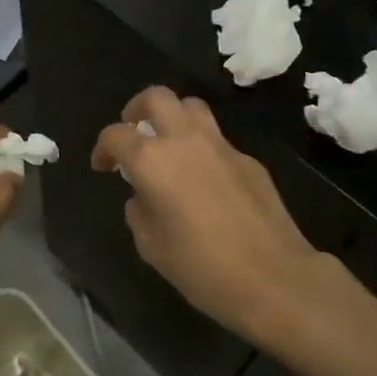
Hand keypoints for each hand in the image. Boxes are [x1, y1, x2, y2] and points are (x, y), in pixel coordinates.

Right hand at [91, 87, 324, 346]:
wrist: (273, 277)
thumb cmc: (202, 268)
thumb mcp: (152, 246)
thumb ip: (139, 211)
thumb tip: (144, 196)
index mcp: (153, 161)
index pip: (116, 135)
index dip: (103, 147)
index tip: (103, 166)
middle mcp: (185, 140)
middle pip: (157, 97)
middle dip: (137, 109)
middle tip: (134, 131)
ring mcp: (221, 145)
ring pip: (192, 107)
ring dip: (174, 118)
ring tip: (169, 145)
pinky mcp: (248, 159)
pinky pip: (217, 140)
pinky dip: (202, 147)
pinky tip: (205, 180)